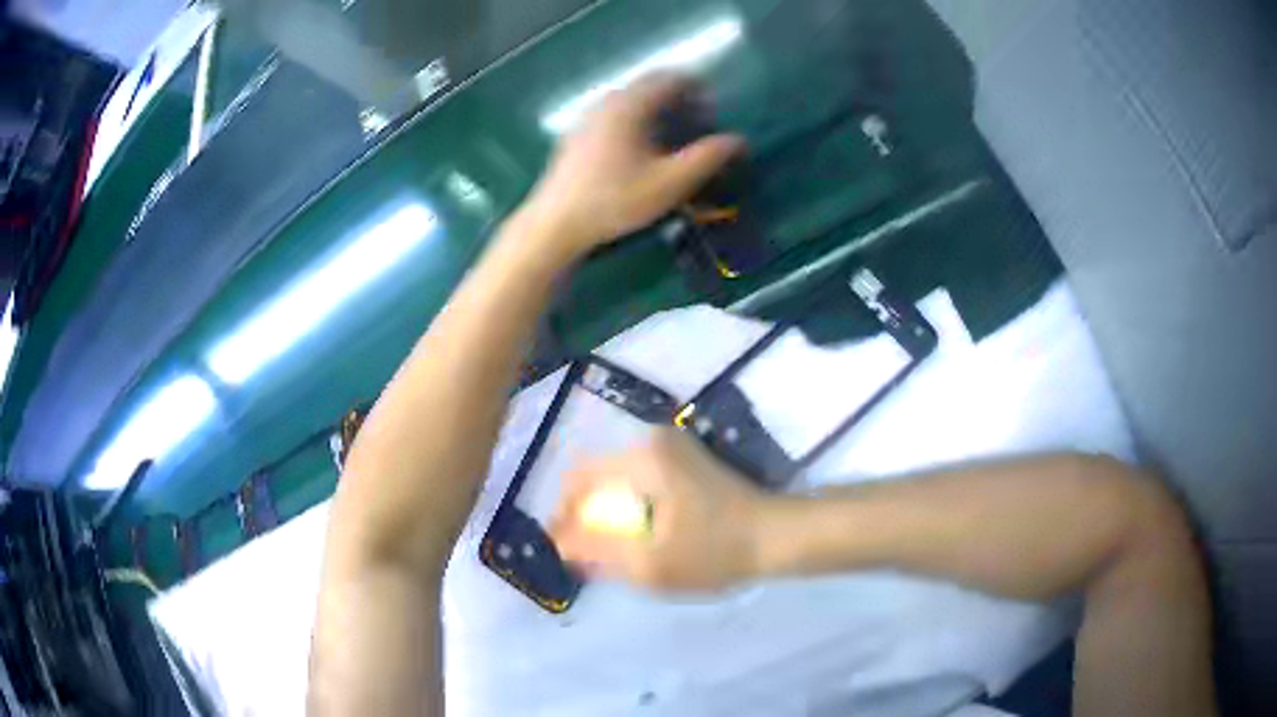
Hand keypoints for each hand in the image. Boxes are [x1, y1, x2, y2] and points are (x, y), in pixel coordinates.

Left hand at [524, 73, 744, 256]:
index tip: (714, 109)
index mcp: (629, 105)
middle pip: (650, 86)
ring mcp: (588, 117)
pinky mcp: (578, 135)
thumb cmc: (614, 201)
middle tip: (699, 122)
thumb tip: (738, 140)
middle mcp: (607, 102)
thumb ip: (707, 158)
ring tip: (675, 137)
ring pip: (631, 100)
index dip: (697, 88)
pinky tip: (642, 150)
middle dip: (679, 98)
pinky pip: (615, 114)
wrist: (555, 224)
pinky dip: (637, 120)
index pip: (670, 78)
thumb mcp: (669, 183)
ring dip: (658, 110)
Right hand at [549, 428, 766, 592]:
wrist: (777, 536)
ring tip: (613, 549)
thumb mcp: (649, 564)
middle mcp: (654, 439)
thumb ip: (596, 551)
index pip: (579, 476)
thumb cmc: (715, 551)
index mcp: (643, 457)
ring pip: (618, 478)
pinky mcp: (686, 458)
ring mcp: (673, 446)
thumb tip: (559, 542)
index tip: (565, 547)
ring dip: (609, 512)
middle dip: (587, 514)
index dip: (563, 512)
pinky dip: (631, 506)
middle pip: (598, 475)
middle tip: (589, 554)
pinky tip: (641, 535)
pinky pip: (640, 479)